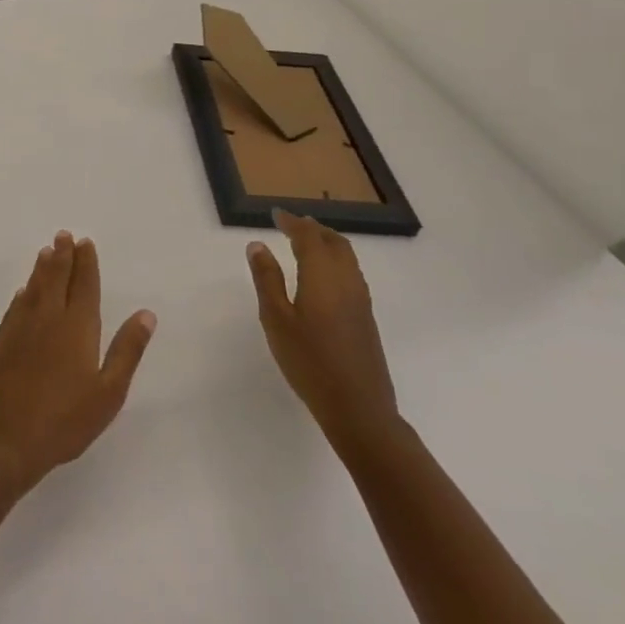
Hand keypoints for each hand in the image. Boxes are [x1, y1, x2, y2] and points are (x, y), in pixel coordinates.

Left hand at [0, 231, 156, 493]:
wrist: (4, 439)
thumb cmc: (64, 420)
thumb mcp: (108, 392)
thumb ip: (127, 350)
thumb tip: (146, 314)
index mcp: (77, 327)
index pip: (84, 285)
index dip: (86, 263)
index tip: (85, 242)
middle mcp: (48, 318)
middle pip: (56, 278)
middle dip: (62, 255)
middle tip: (64, 235)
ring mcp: (20, 328)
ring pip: (34, 288)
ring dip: (41, 267)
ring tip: (46, 251)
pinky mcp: (1, 341)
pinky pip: (15, 307)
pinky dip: (23, 294)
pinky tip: (23, 292)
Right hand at [248, 210, 400, 450]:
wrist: (358, 408)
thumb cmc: (309, 361)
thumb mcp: (276, 319)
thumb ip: (267, 279)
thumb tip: (258, 245)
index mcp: (323, 276)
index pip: (309, 237)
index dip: (292, 222)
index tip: (275, 214)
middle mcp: (347, 281)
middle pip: (335, 242)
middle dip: (313, 228)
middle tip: (291, 224)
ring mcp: (361, 300)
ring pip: (347, 258)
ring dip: (327, 243)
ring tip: (306, 243)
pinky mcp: (366, 318)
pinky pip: (351, 273)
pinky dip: (335, 261)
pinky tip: (322, 276)